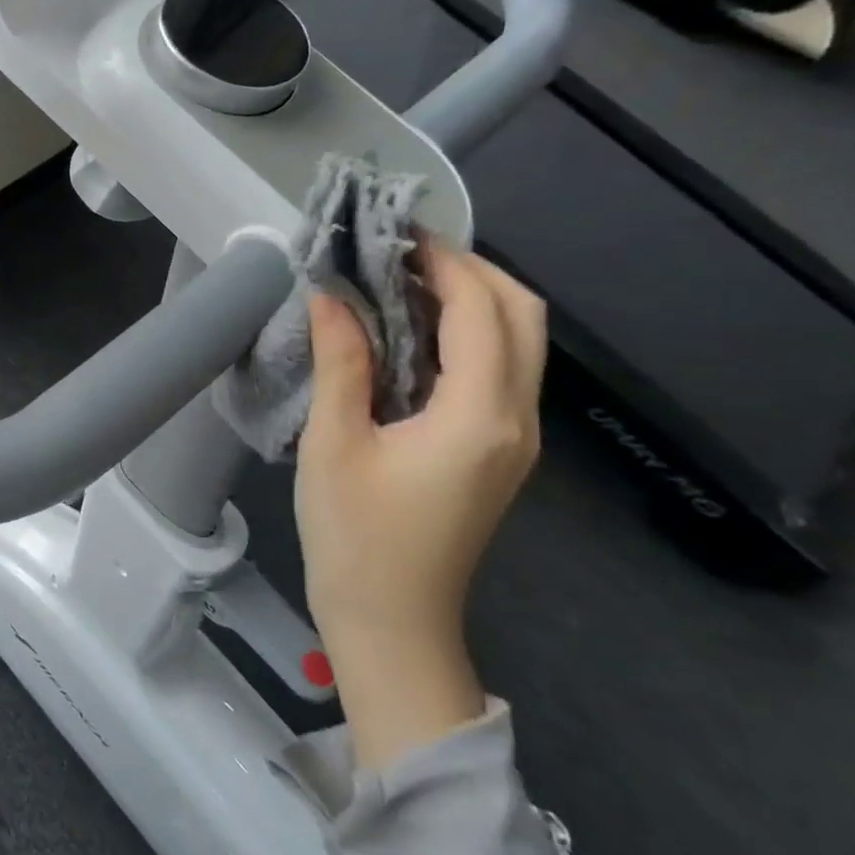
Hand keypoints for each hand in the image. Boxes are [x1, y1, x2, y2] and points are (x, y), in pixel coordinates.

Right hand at [295, 243, 546, 767]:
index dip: (444, 261)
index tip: (393, 232)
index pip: (481, 310)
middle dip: (471, 270)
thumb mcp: (334, 444)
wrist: (392, 622)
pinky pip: (499, 372)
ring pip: (518, 343)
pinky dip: (466, 335)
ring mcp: (514, 439)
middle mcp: (516, 420)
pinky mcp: (498, 452)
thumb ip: (341, 363)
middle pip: (524, 317)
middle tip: (401, 252)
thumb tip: (330, 296)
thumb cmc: (356, 537)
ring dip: (471, 300)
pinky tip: (411, 333)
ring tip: (401, 281)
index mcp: (479, 416)